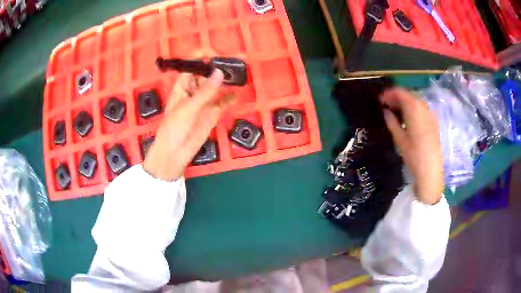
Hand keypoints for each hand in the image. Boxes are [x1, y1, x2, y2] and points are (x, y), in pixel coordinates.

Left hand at [143, 61, 234, 180]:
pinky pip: (223, 101)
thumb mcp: (188, 108)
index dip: (203, 57)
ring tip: (239, 73)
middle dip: (218, 66)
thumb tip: (220, 73)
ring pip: (217, 85)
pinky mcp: (212, 112)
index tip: (217, 56)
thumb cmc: (174, 128)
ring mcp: (204, 100)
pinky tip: (239, 92)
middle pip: (207, 72)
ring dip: (226, 79)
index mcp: (183, 85)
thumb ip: (205, 91)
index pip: (193, 64)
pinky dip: (231, 97)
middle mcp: (194, 89)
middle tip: (234, 63)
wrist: (175, 153)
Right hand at [380, 88, 443, 204]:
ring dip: (405, 102)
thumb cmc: (414, 157)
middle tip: (386, 105)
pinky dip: (413, 109)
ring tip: (395, 111)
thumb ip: (392, 122)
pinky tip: (408, 117)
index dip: (388, 94)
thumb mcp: (399, 140)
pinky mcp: (434, 121)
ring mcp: (430, 114)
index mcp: (414, 109)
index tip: (380, 100)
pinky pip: (421, 108)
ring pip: (415, 101)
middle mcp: (424, 107)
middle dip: (396, 97)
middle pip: (408, 95)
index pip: (400, 93)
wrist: (431, 171)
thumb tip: (386, 111)